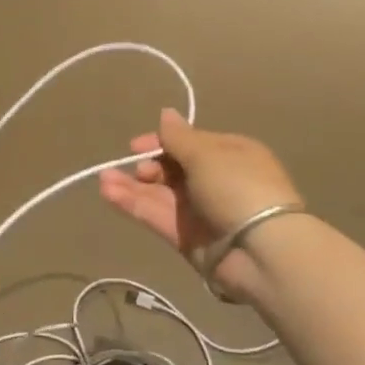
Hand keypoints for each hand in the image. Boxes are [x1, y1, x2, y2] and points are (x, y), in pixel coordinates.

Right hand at [97, 109, 301, 302]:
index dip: (162, 142)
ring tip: (103, 179)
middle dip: (148, 166)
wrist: (261, 250)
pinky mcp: (185, 238)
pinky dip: (133, 205)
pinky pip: (156, 216)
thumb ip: (179, 137)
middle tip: (138, 169)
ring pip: (159, 194)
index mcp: (230, 154)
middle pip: (172, 169)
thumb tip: (166, 113)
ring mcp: (199, 211)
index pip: (189, 143)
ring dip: (131, 186)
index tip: (136, 146)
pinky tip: (108, 194)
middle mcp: (214, 180)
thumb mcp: (208, 154)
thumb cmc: (238, 187)